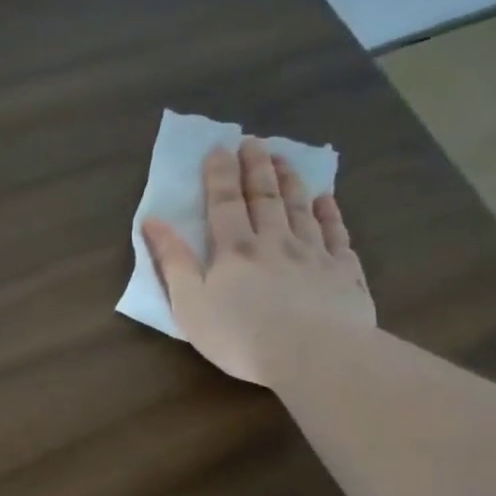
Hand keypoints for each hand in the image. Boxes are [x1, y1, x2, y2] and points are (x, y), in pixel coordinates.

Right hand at [141, 137, 374, 386]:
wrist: (314, 355)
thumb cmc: (240, 335)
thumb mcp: (190, 304)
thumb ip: (172, 262)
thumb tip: (152, 221)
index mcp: (234, 250)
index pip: (224, 203)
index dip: (219, 175)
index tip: (218, 148)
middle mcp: (275, 242)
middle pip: (265, 197)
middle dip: (256, 167)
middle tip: (254, 141)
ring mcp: (314, 254)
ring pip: (300, 208)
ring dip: (290, 181)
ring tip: (285, 159)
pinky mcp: (344, 272)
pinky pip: (336, 233)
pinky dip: (330, 213)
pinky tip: (326, 200)